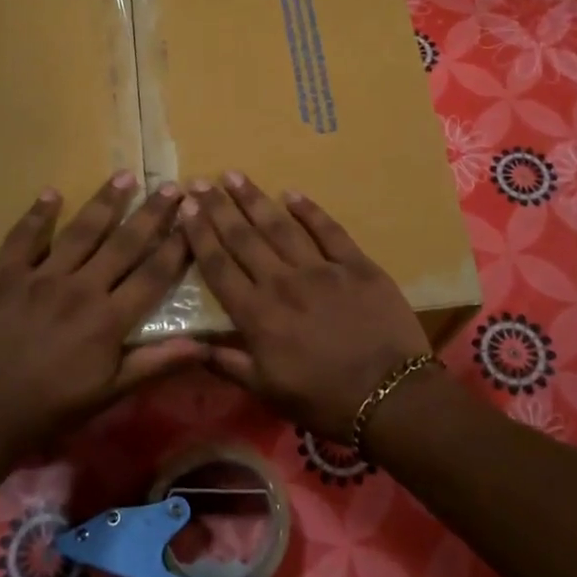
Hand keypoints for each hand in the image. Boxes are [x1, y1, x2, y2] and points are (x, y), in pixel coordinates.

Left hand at [0, 172, 206, 463]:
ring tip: (124, 176)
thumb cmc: (49, 409)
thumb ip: (154, 365)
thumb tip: (202, 346)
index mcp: (108, 320)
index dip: (176, 247)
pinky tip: (51, 193)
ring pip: (80, 232)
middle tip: (170, 186)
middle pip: (123, 244)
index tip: (193, 221)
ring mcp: (40, 278)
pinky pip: (23, 238)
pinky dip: (37, 214)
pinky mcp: (4, 276)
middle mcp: (80, 289)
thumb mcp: (108, 394)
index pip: (152, 275)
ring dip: (104, 202)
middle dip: (150, 214)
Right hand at [180, 172, 430, 441]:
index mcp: (257, 315)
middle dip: (218, 208)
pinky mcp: (357, 265)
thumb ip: (227, 363)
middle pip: (243, 238)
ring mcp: (321, 269)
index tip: (185, 210)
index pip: (219, 267)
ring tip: (234, 176)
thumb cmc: (324, 400)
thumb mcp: (267, 391)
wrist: (391, 397)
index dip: (199, 236)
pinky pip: (329, 230)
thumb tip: (188, 345)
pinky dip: (309, 210)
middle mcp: (282, 283)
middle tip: (200, 182)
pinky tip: (291, 194)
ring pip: (280, 227)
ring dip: (255, 200)